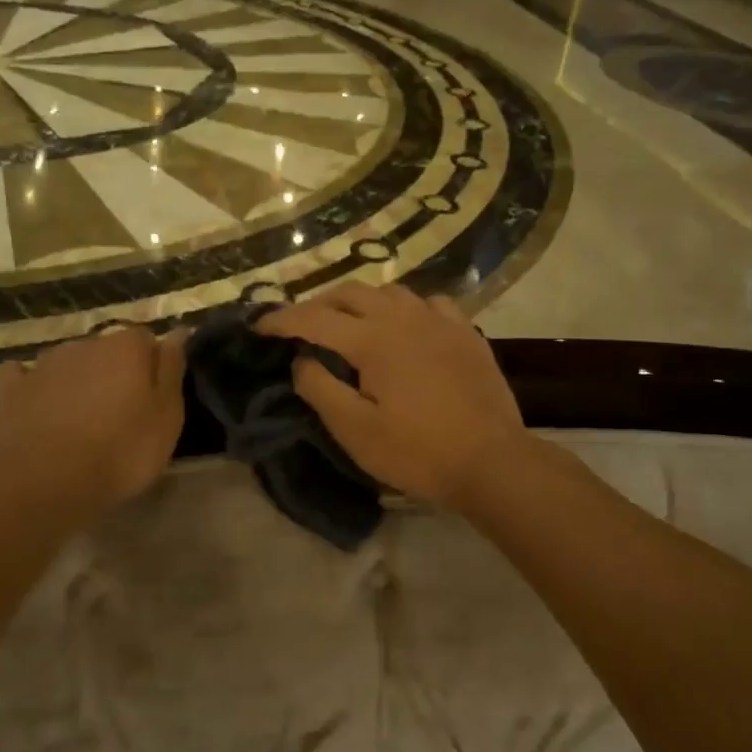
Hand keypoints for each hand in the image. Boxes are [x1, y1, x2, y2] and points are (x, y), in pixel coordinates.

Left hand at [0, 325, 187, 518]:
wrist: (47, 482)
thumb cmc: (121, 450)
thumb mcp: (167, 415)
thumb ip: (172, 368)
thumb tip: (178, 330)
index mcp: (127, 346)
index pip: (145, 339)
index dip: (150, 366)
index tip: (153, 396)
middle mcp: (86, 343)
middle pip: (106, 350)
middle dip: (112, 372)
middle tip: (119, 412)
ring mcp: (44, 364)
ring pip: (68, 362)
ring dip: (76, 380)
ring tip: (80, 418)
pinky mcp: (12, 390)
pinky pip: (21, 376)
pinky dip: (30, 386)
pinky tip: (35, 404)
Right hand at [257, 284, 527, 509]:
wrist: (492, 460)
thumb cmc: (418, 451)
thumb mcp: (355, 431)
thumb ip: (320, 389)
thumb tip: (302, 360)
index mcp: (372, 339)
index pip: (314, 318)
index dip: (282, 319)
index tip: (259, 325)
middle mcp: (404, 317)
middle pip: (350, 293)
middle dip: (318, 303)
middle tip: (301, 325)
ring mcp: (439, 320)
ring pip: (390, 291)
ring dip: (361, 300)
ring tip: (350, 322)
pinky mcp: (466, 332)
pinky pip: (430, 302)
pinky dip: (407, 307)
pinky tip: (407, 324)